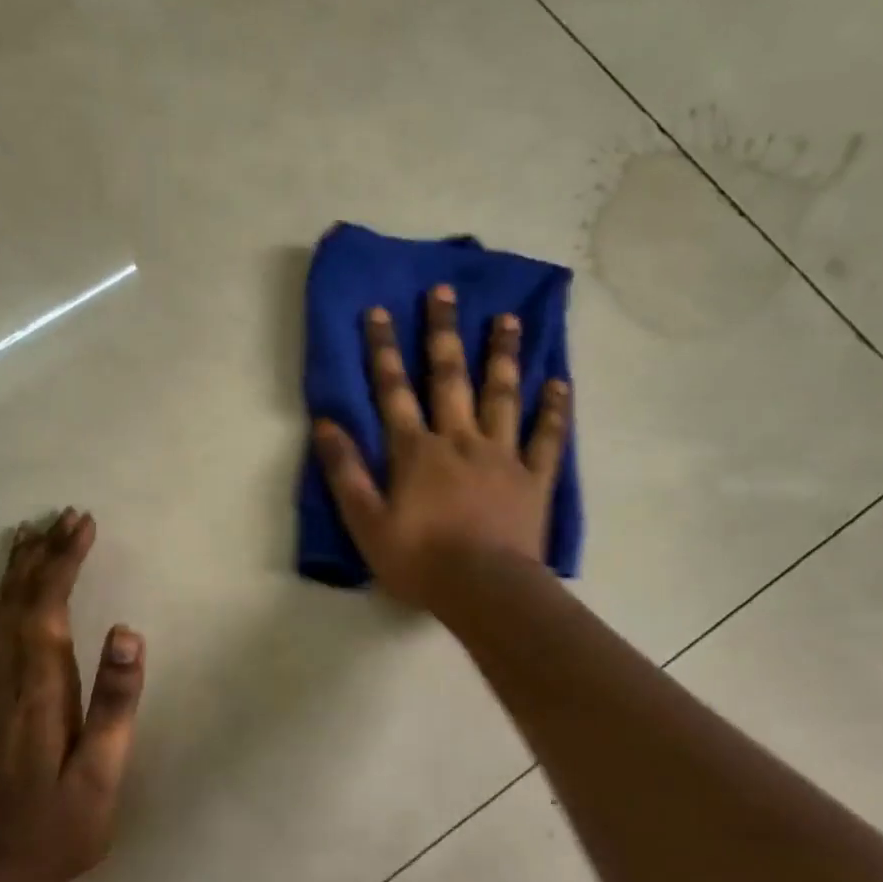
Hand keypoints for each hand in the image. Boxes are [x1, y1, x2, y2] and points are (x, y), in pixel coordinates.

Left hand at [0, 509, 144, 881]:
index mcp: (41, 690)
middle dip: (41, 555)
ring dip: (13, 573)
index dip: (64, 562)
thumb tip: (126, 633)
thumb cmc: (61, 826)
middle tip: (63, 517)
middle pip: (18, 602)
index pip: (48, 608)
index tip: (83, 525)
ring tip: (28, 537)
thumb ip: (114, 702)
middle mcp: (8, 681)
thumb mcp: (102, 772)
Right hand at [312, 284, 569, 609]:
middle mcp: (460, 440)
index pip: (394, 391)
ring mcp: (502, 456)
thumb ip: (345, 472)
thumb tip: (324, 424)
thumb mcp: (366, 523)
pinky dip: (553, 409)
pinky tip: (558, 381)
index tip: (379, 311)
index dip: (383, 350)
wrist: (485, 590)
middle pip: (450, 377)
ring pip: (502, 395)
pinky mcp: (534, 478)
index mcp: (417, 451)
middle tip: (445, 291)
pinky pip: (547, 437)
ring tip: (507, 318)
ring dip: (502, 355)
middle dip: (443, 333)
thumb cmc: (420, 561)